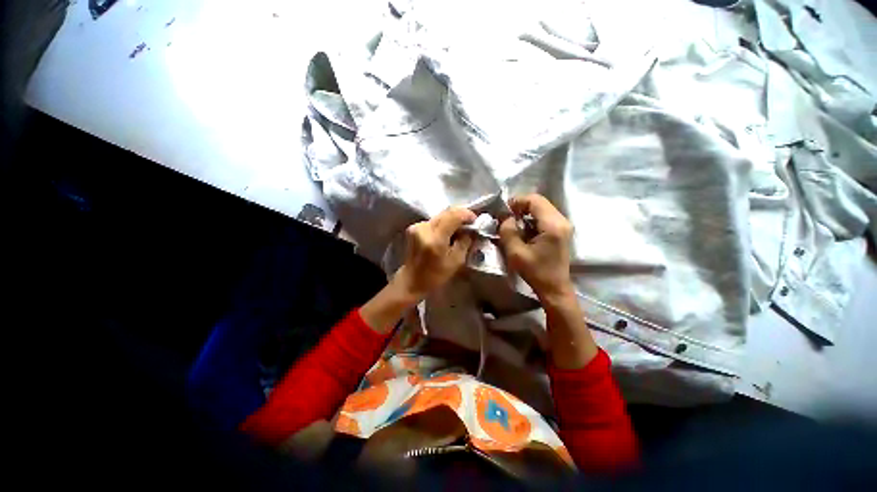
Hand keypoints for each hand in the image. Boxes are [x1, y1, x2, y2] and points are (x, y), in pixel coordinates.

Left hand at [393, 207, 475, 300]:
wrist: (412, 280)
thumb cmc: (436, 275)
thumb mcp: (457, 261)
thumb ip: (465, 242)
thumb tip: (471, 229)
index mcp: (435, 238)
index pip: (453, 215)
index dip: (467, 214)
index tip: (475, 221)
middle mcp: (424, 228)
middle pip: (446, 212)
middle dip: (460, 216)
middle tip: (469, 225)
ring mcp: (417, 226)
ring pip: (440, 215)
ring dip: (452, 220)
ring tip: (459, 230)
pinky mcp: (414, 227)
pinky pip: (434, 220)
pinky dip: (443, 224)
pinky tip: (447, 233)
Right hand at [499, 194, 595, 368]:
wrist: (555, 288)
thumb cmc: (536, 272)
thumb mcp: (516, 252)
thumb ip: (508, 231)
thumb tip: (505, 217)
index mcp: (553, 225)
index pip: (534, 200)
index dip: (517, 201)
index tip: (503, 212)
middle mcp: (562, 220)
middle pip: (539, 202)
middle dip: (520, 207)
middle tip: (506, 218)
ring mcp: (563, 225)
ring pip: (541, 209)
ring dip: (525, 213)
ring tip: (512, 224)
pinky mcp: (561, 231)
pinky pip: (544, 217)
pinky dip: (531, 220)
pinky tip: (523, 231)